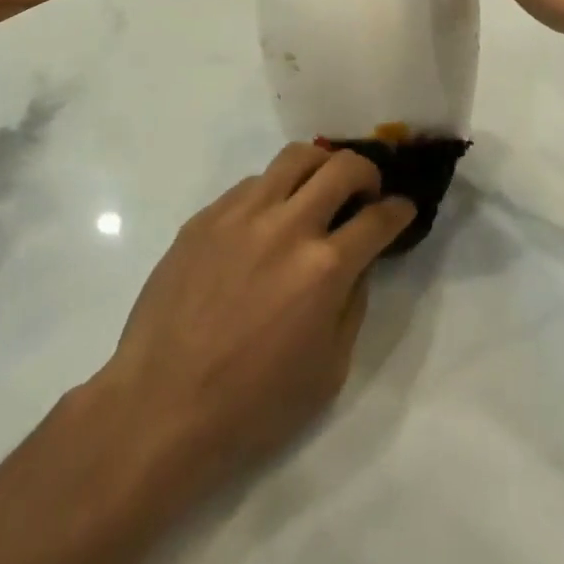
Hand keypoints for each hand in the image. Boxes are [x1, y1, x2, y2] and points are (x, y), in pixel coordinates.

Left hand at [89, 144, 414, 505]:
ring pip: (294, 158)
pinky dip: (273, 192)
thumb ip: (352, 306)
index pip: (378, 218)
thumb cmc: (252, 404)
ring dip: (319, 168)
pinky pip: (251, 184)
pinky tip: (266, 222)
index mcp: (324, 268)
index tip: (403, 209)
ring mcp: (241, 213)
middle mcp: (287, 225)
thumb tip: (356, 264)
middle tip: (365, 192)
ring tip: (317, 191)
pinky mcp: (206, 216)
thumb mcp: (328, 372)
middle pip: (341, 166)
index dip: (399, 210)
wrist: (161, 405)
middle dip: (366, 173)